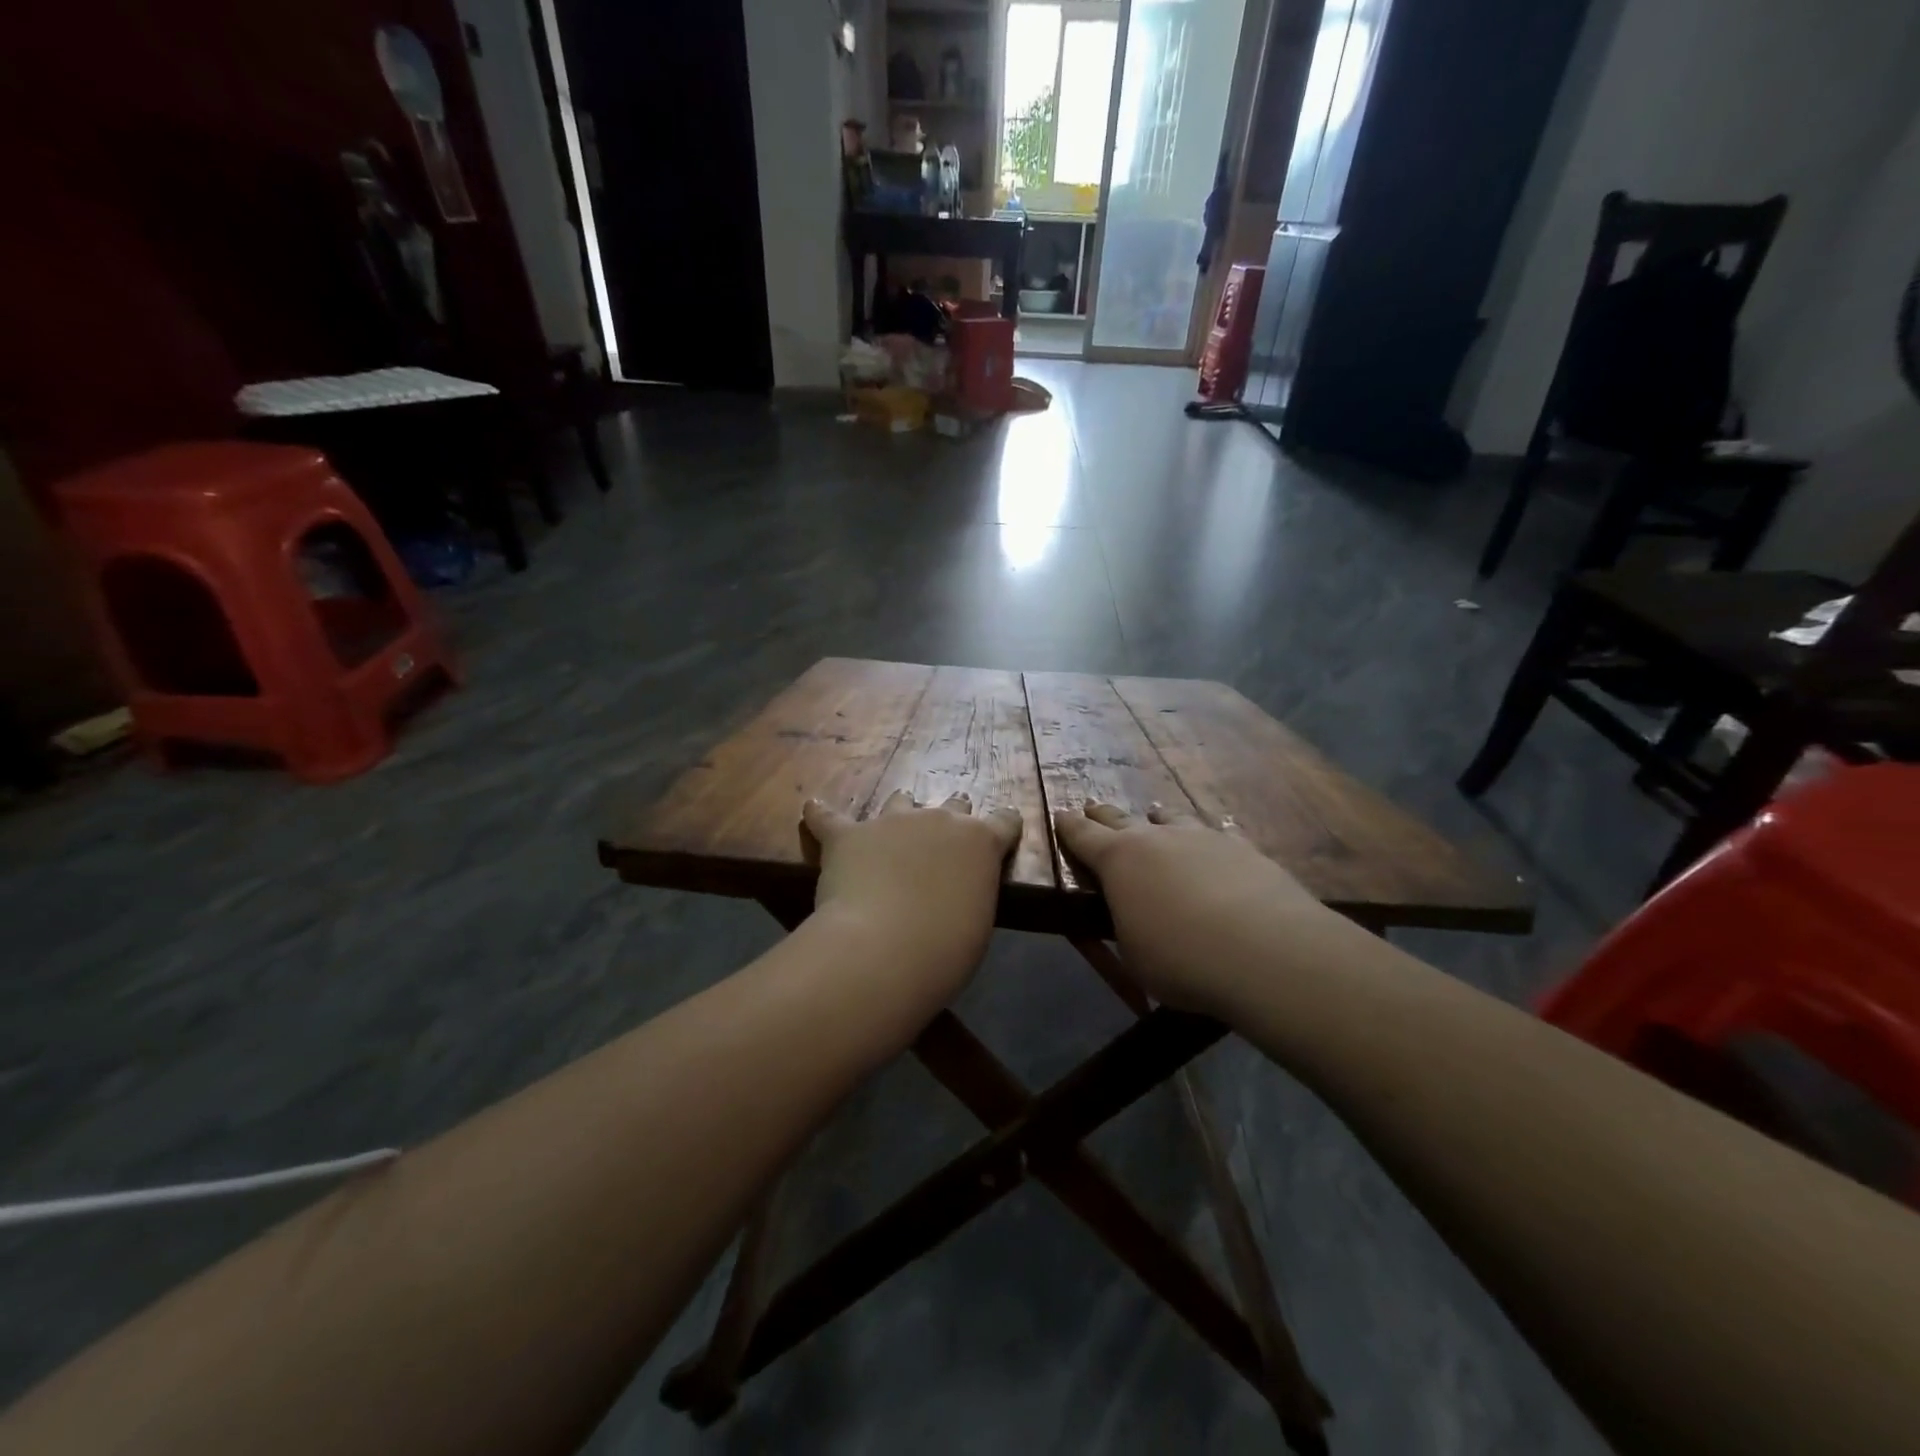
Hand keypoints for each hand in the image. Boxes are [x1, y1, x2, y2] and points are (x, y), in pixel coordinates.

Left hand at [802, 790, 1021, 990]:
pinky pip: (828, 817)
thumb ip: (970, 892)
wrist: (887, 950)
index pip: (1005, 821)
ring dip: (899, 815)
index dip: (1003, 828)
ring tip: (888, 837)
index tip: (1000, 836)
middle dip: (950, 821)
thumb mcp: (978, 920)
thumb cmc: (947, 950)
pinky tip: (812, 809)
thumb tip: (954, 893)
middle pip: (954, 805)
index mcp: (981, 842)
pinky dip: (821, 816)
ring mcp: (892, 821)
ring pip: (900, 801)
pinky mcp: (848, 834)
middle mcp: (941, 820)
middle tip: (941, 849)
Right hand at [1052, 802, 1335, 1014]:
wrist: (1266, 951)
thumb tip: (1133, 913)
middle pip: (1121, 818)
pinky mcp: (1241, 847)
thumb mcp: (1134, 954)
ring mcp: (1200, 837)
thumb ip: (1127, 924)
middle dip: (1103, 815)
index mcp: (1118, 860)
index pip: (1082, 835)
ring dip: (1157, 819)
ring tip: (1155, 816)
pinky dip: (1206, 837)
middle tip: (1093, 807)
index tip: (1060, 814)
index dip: (1068, 826)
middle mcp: (1155, 837)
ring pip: (1171, 818)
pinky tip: (1214, 840)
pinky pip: (1215, 833)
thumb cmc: (1182, 960)